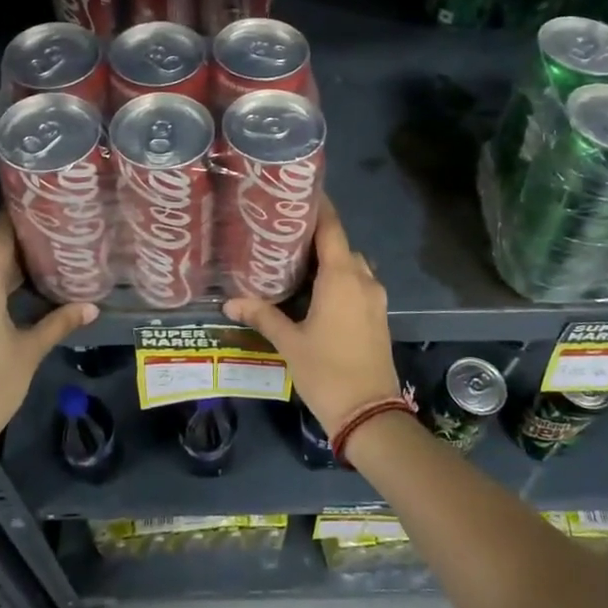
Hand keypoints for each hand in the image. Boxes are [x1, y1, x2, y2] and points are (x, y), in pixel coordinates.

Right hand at [224, 196, 400, 431]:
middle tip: (286, 233)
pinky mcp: (379, 316)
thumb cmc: (327, 372)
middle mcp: (363, 280)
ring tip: (298, 261)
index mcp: (342, 277)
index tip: (299, 193)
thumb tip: (229, 302)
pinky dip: (340, 278)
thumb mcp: (289, 342)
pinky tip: (317, 291)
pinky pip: (359, 284)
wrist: (370, 414)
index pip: (332, 228)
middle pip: (342, 245)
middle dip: (318, 236)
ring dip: (331, 259)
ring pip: (353, 265)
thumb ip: (262, 315)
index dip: (319, 207)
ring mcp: (375, 299)